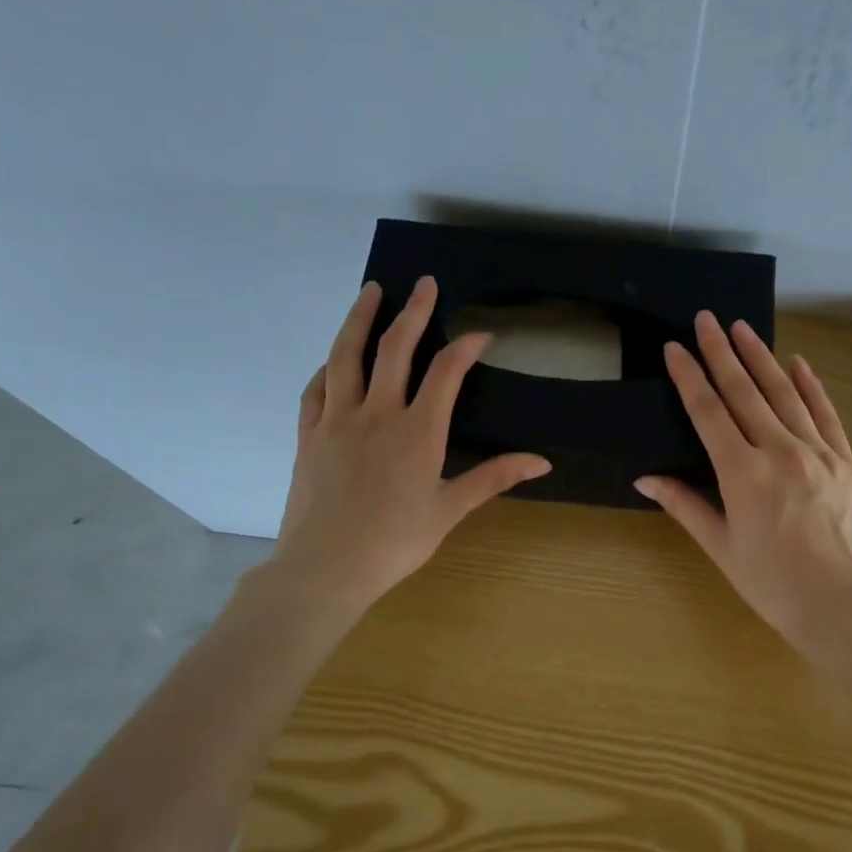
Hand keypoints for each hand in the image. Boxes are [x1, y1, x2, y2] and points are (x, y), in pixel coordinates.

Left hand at [266, 277, 550, 617]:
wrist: (325, 568)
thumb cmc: (395, 542)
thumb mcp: (450, 510)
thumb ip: (493, 478)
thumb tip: (542, 462)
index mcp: (418, 432)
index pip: (446, 372)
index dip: (465, 347)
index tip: (480, 333)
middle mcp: (377, 414)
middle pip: (395, 349)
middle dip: (413, 312)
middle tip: (425, 283)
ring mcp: (337, 420)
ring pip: (346, 356)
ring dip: (359, 319)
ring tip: (370, 292)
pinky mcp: (308, 434)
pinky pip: (316, 389)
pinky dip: (327, 367)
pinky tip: (333, 360)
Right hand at [635, 313, 851, 655]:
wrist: (842, 606)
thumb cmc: (772, 584)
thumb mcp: (721, 547)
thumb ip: (685, 506)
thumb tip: (646, 478)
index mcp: (742, 473)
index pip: (709, 412)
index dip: (690, 376)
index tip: (676, 347)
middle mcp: (779, 451)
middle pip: (745, 391)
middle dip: (722, 352)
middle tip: (706, 319)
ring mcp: (818, 453)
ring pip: (785, 394)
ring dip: (762, 358)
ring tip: (743, 328)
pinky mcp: (846, 462)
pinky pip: (826, 415)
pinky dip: (811, 387)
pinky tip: (799, 363)